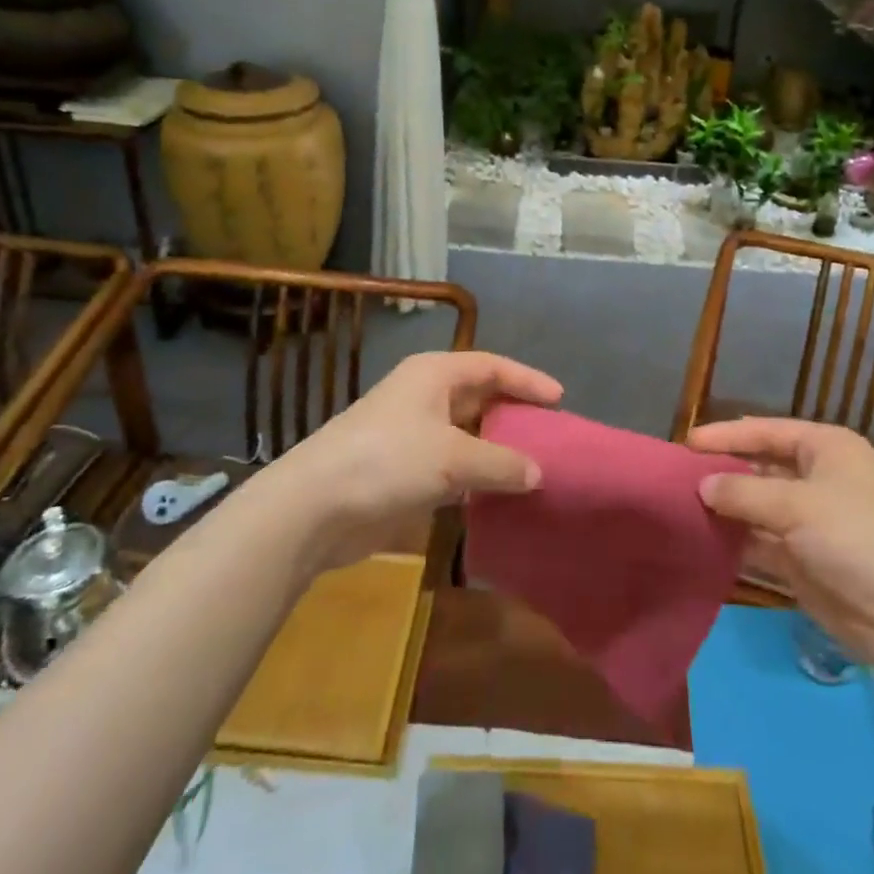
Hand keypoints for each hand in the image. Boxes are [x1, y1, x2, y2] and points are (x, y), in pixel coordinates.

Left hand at [255, 351, 559, 571]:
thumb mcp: (453, 458)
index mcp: (434, 374)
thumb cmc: (388, 461)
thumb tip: (538, 473)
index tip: (560, 398)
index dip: (527, 379)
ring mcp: (411, 434)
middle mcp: (424, 396)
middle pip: (479, 396)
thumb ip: (502, 463)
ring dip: (496, 449)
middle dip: (514, 413)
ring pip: (466, 434)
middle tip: (550, 433)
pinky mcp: (402, 470)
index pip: (491, 366)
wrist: (314, 507)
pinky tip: (498, 493)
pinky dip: (476, 476)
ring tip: (535, 465)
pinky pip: (451, 465)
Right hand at [691, 417, 873, 669]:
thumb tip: (702, 486)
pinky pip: (760, 543)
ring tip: (679, 507)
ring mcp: (810, 522)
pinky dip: (735, 542)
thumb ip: (743, 493)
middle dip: (722, 472)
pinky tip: (701, 541)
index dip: (726, 435)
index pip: (765, 432)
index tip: (685, 443)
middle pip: (759, 468)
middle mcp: (817, 479)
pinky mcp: (804, 561)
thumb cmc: (857, 538)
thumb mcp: (797, 505)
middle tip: (676, 478)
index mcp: (825, 449)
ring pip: (757, 507)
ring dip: (725, 509)